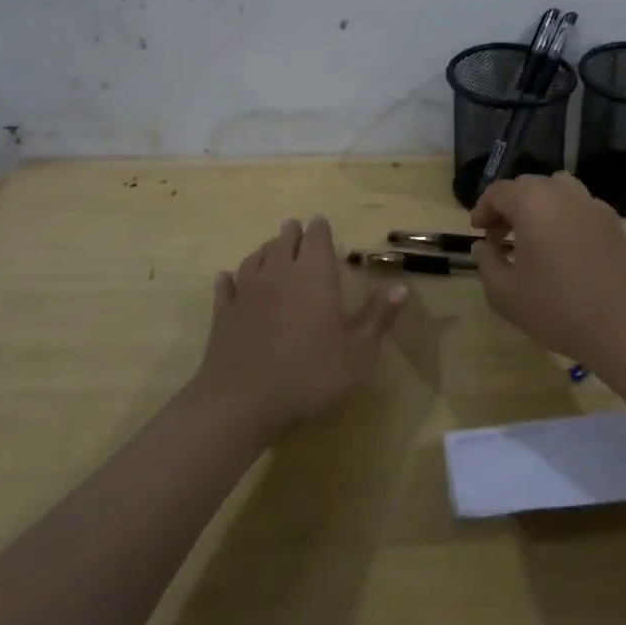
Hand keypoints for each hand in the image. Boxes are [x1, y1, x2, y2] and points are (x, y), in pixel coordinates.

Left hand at [193, 217, 406, 433]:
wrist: (243, 402)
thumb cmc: (310, 374)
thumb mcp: (359, 352)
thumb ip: (379, 316)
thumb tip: (401, 286)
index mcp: (315, 275)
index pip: (317, 238)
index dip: (320, 229)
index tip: (321, 223)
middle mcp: (280, 273)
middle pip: (284, 241)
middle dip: (292, 233)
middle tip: (295, 228)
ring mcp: (248, 291)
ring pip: (256, 258)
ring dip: (265, 250)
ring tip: (270, 248)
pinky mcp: (224, 313)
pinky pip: (227, 286)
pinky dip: (229, 279)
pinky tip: (228, 278)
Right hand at [470, 173, 625, 361]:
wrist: (618, 327)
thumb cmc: (555, 309)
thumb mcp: (504, 293)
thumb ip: (486, 262)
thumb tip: (483, 245)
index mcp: (532, 203)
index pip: (499, 191)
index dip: (483, 208)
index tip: (478, 232)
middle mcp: (562, 193)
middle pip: (527, 185)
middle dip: (508, 205)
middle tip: (499, 236)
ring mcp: (592, 204)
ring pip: (557, 188)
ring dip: (538, 203)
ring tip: (533, 233)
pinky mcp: (612, 220)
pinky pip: (581, 204)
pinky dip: (565, 213)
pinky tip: (564, 244)